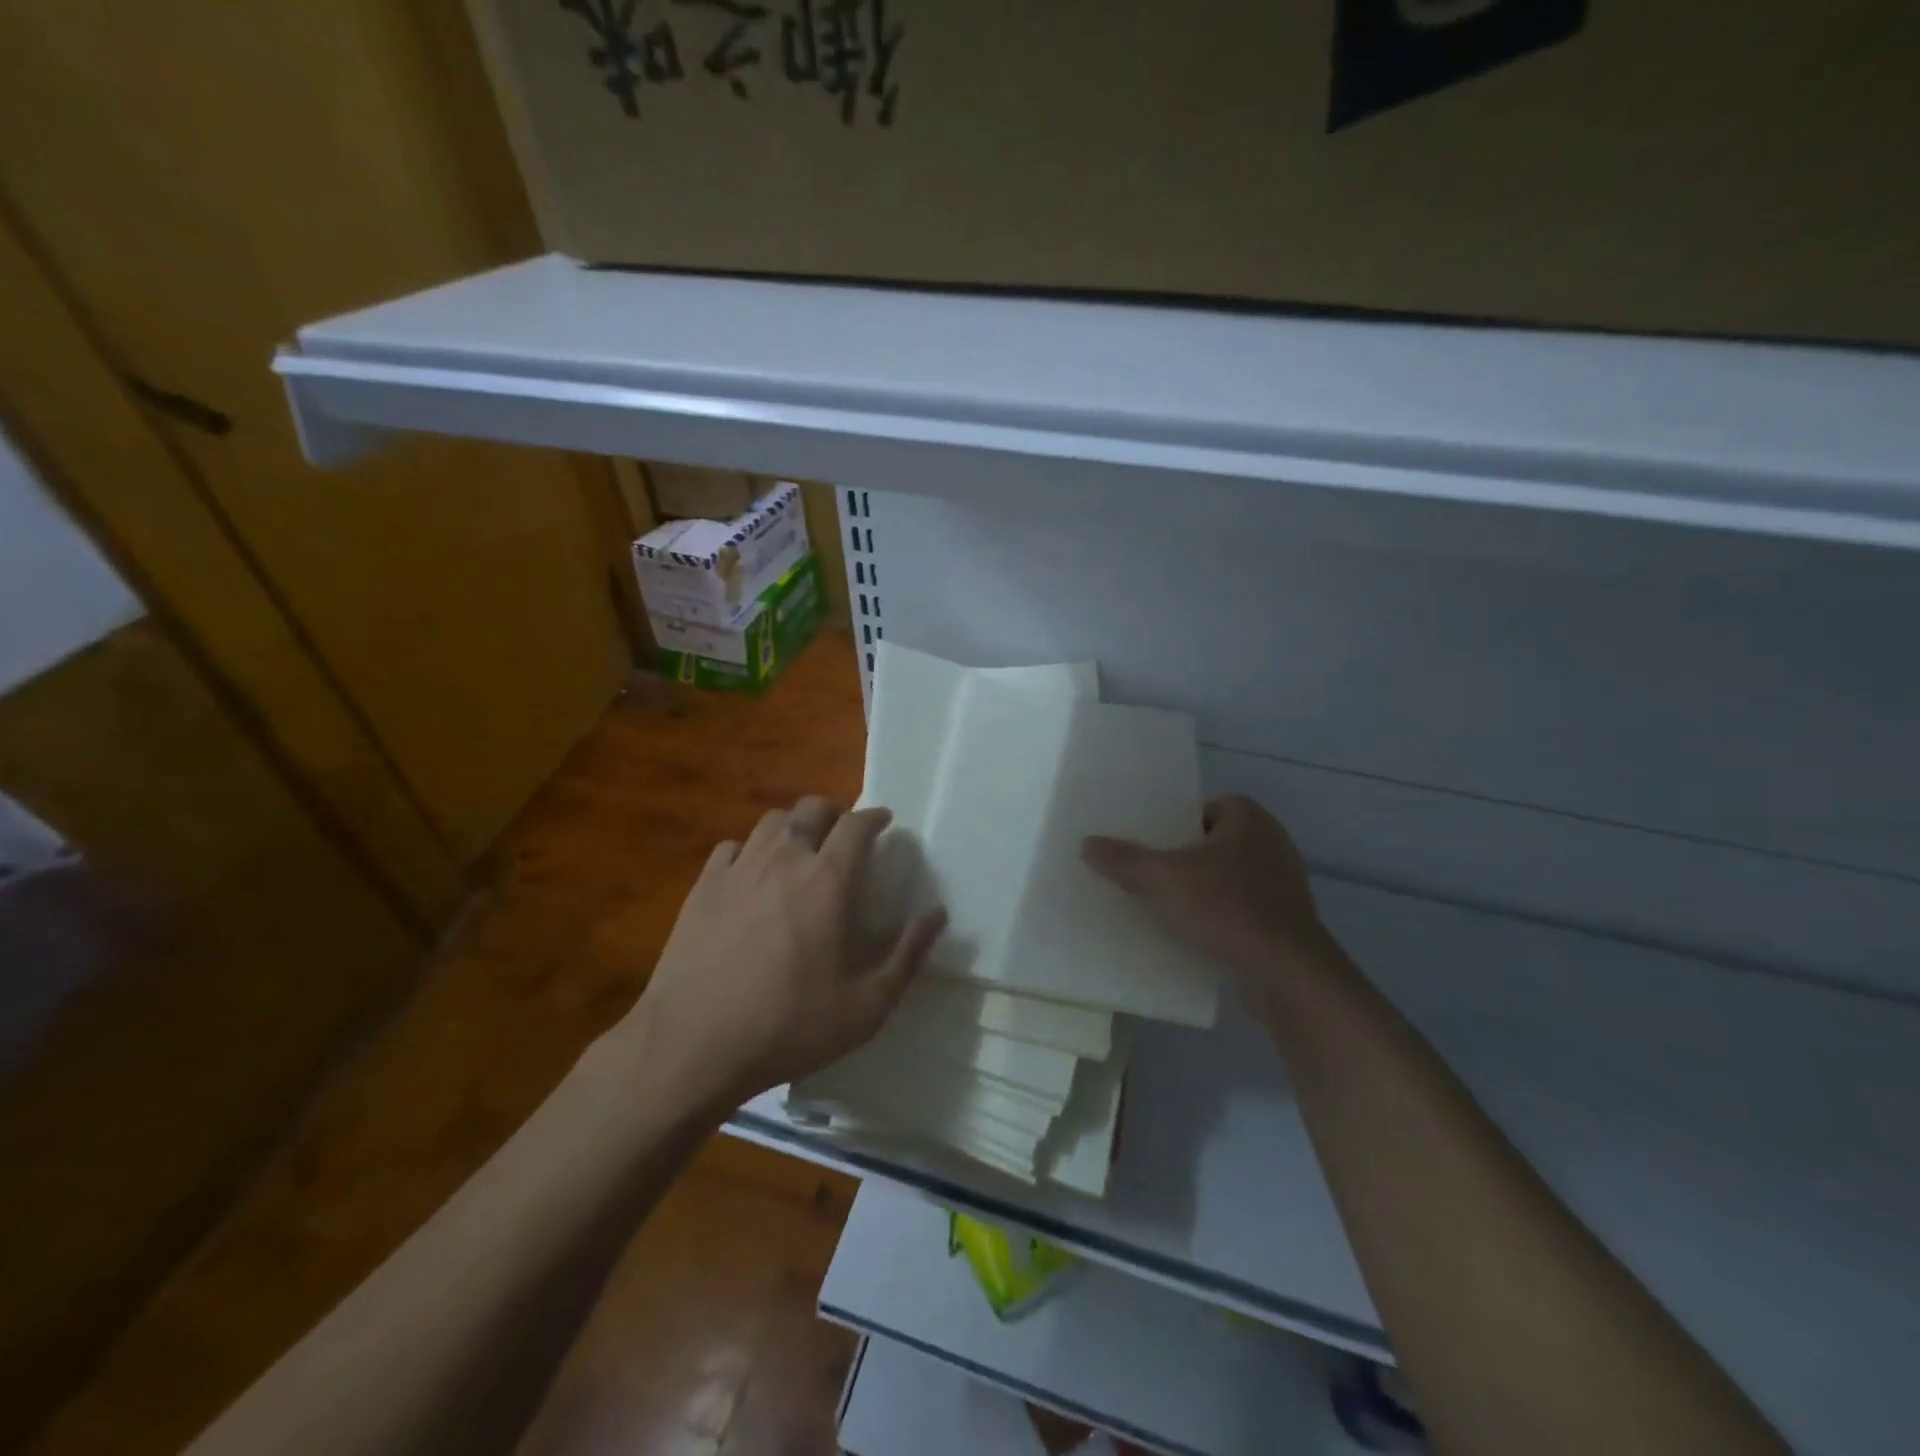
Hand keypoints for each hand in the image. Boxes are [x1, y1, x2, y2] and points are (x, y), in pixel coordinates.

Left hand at [631, 796, 946, 1107]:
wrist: (692, 1046)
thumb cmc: (789, 1026)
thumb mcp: (867, 1006)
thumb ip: (908, 954)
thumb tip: (937, 913)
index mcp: (828, 881)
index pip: (857, 825)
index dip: (875, 817)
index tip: (884, 821)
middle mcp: (785, 860)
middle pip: (812, 809)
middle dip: (834, 812)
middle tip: (844, 834)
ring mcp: (739, 869)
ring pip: (771, 822)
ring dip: (794, 827)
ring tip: (800, 850)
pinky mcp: (703, 887)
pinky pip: (731, 848)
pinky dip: (749, 851)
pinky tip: (751, 875)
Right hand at [1082, 795, 1338, 1022]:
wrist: (1286, 972)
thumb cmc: (1227, 907)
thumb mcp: (1164, 879)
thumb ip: (1125, 860)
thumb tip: (1087, 844)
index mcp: (1250, 819)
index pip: (1207, 807)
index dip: (1178, 822)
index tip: (1152, 843)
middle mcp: (1272, 843)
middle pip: (1215, 843)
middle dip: (1184, 858)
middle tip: (1150, 873)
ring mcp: (1284, 884)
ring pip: (1229, 878)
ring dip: (1202, 890)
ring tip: (1165, 905)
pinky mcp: (1286, 922)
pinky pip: (1242, 909)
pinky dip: (1219, 917)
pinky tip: (1193, 934)